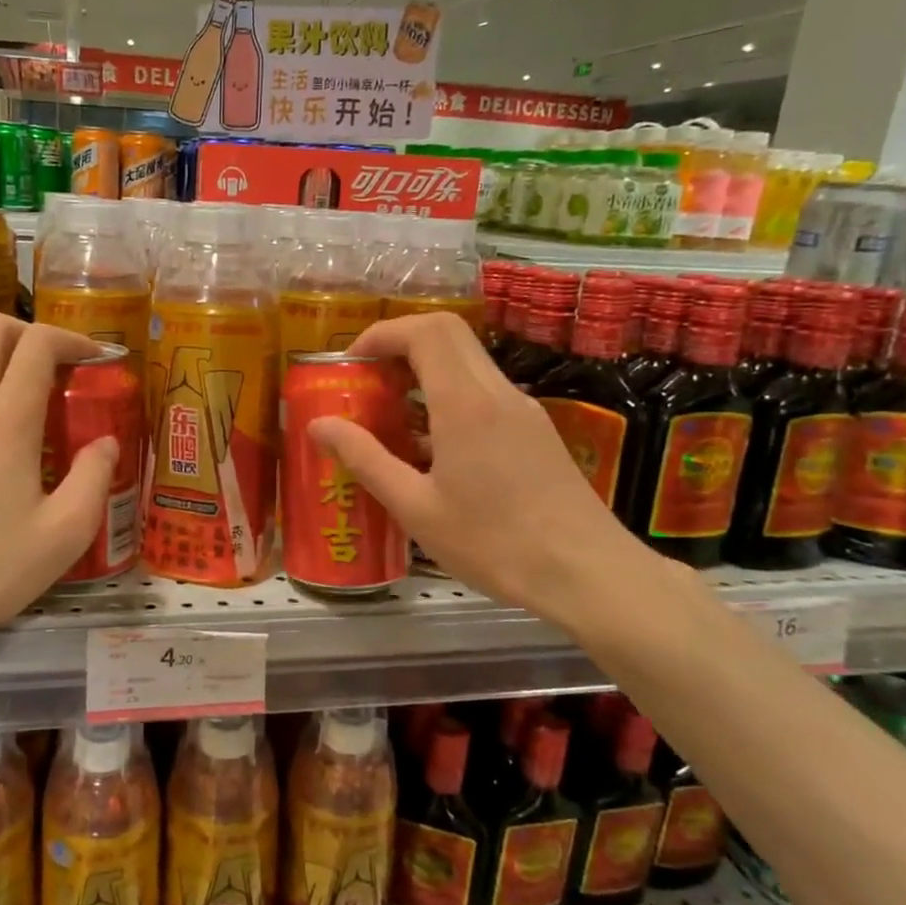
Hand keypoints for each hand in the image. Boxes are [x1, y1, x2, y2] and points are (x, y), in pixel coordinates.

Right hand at [308, 312, 658, 625]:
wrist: (587, 573)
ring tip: (390, 416)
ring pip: (467, 362)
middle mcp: (497, 391)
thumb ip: (365, 459)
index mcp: (465, 402)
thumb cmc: (494, 543)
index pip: (423, 331)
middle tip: (367, 382)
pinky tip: (432, 449)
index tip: (349, 364)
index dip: (381, 334)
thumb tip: (318, 425)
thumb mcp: (416, 508)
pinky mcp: (535, 431)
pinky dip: (448, 397)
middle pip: (447, 333)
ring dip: (424, 371)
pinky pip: (484, 392)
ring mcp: (522, 409)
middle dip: (399, 344)